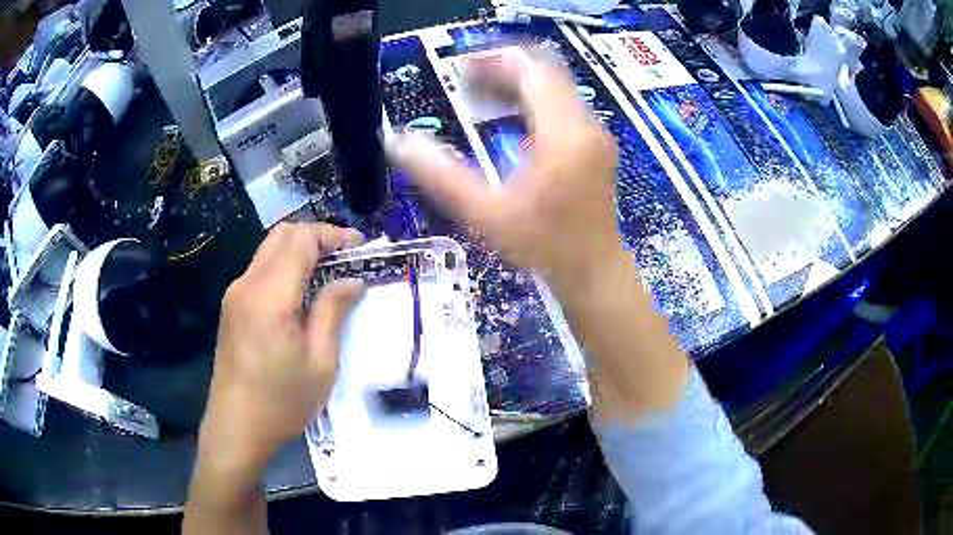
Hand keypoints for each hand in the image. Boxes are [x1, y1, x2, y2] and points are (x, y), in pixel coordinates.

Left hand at [198, 222, 364, 476]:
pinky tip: (303, 292)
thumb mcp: (320, 363)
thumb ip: (333, 312)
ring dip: (301, 250)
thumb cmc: (281, 403)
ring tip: (330, 272)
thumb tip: (352, 281)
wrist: (235, 428)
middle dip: (317, 236)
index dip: (333, 235)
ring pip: (270, 249)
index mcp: (269, 296)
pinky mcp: (232, 307)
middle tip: (346, 257)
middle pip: (282, 234)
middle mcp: (247, 284)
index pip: (301, 239)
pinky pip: (261, 270)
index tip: (360, 248)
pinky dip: (286, 267)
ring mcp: (235, 294)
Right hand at [391, 48, 622, 294]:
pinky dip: (533, 100)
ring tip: (479, 97)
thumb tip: (398, 142)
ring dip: (518, 84)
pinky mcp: (595, 144)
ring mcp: (594, 133)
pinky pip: (563, 104)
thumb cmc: (542, 245)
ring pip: (556, 87)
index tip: (461, 68)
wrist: (593, 269)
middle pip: (546, 72)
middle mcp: (585, 125)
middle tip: (465, 81)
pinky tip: (508, 118)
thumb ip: (440, 176)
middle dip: (504, 69)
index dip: (495, 61)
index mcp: (562, 135)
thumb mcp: (485, 214)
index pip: (532, 72)